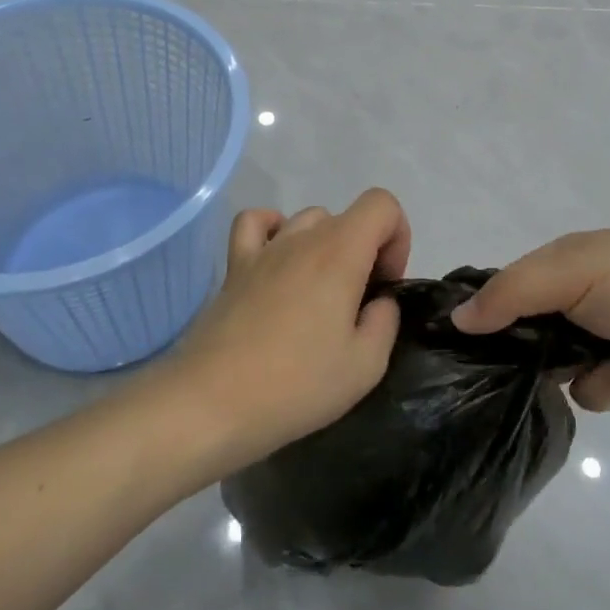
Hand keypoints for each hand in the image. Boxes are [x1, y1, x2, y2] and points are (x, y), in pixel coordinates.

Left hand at [168, 189, 409, 465]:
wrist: (212, 404)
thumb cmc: (296, 386)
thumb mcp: (365, 366)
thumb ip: (385, 322)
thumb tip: (378, 302)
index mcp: (340, 252)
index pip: (382, 204)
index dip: (397, 238)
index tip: (386, 285)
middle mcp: (302, 237)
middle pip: (348, 217)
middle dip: (366, 251)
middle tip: (358, 304)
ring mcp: (264, 249)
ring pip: (308, 220)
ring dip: (326, 246)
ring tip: (320, 294)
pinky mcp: (234, 267)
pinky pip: (255, 223)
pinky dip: (274, 230)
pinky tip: (279, 260)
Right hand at [451, 231, 609, 411]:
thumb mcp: (566, 273)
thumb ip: (509, 294)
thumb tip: (457, 318)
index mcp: (565, 260)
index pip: (509, 284)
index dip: (486, 308)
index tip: (462, 338)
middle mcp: (579, 295)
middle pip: (528, 328)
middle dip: (523, 348)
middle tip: (512, 366)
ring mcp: (604, 334)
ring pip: (555, 365)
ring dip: (565, 370)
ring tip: (585, 367)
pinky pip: (591, 390)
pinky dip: (601, 386)